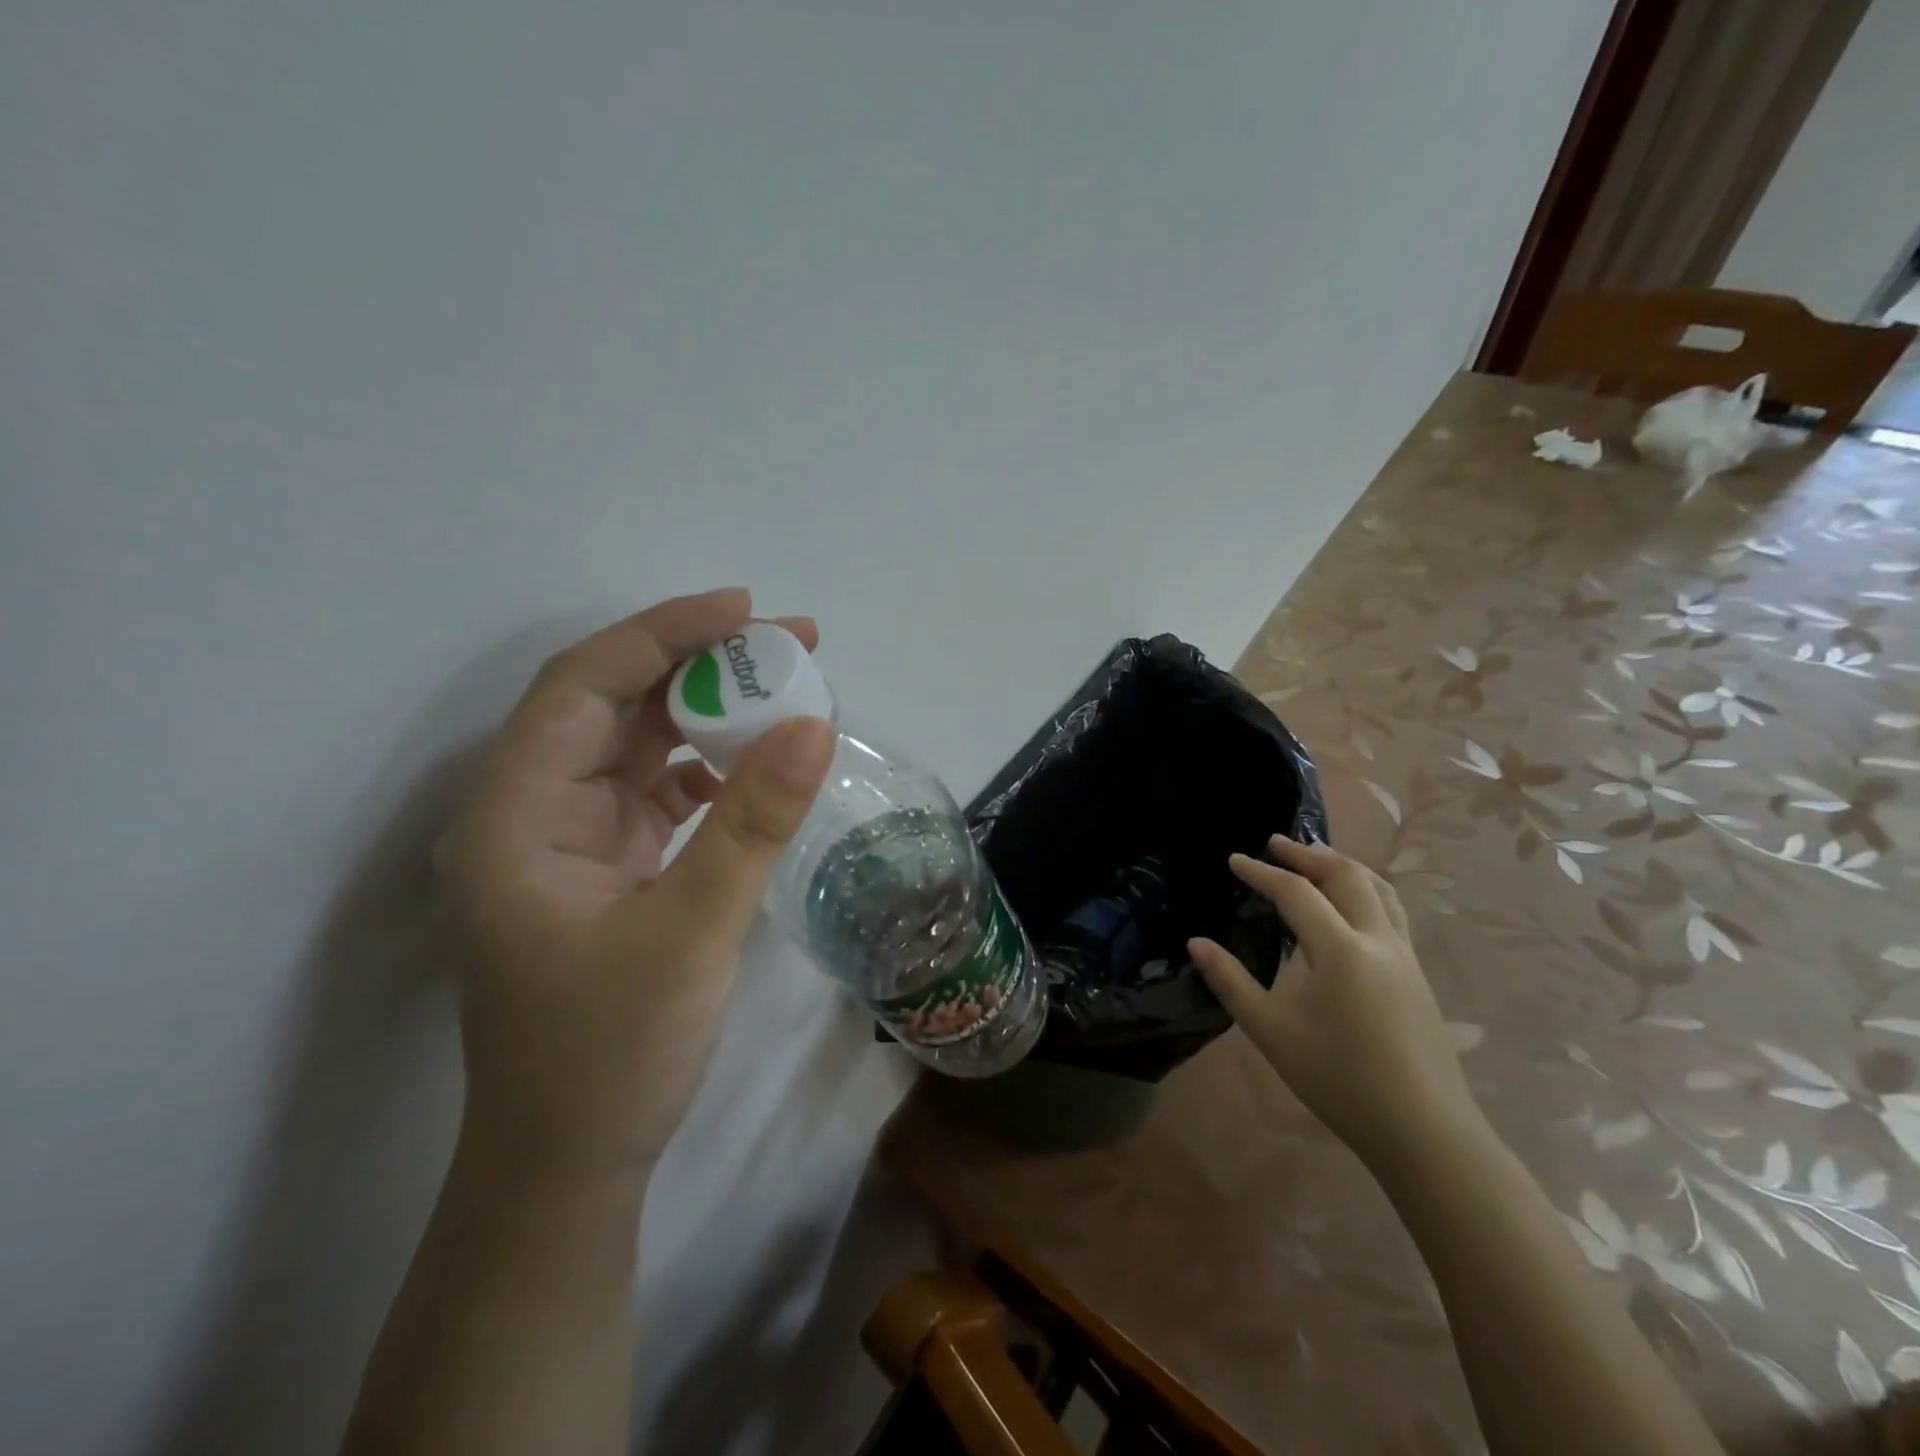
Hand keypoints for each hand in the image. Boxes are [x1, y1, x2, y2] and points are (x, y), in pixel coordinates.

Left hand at [435, 588, 836, 1183]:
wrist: (572, 1164)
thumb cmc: (613, 1053)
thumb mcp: (693, 929)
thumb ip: (753, 822)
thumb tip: (814, 724)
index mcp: (516, 815)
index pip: (583, 685)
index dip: (663, 633)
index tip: (746, 611)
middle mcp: (532, 813)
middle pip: (614, 706)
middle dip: (700, 667)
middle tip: (791, 646)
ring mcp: (569, 841)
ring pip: (639, 747)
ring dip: (709, 716)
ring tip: (787, 695)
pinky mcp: (605, 868)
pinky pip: (658, 792)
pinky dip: (708, 769)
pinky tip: (755, 768)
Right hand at [1189, 835, 1480, 1162]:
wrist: (1424, 1132)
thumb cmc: (1340, 1080)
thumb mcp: (1272, 1033)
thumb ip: (1232, 983)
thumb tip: (1196, 943)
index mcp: (1341, 950)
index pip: (1296, 893)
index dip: (1262, 872)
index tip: (1234, 859)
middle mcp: (1378, 941)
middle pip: (1346, 876)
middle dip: (1308, 854)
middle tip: (1275, 842)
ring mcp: (1404, 957)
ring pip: (1378, 889)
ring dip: (1343, 865)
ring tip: (1316, 857)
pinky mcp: (1417, 975)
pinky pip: (1391, 911)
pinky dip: (1364, 889)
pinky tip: (1350, 907)